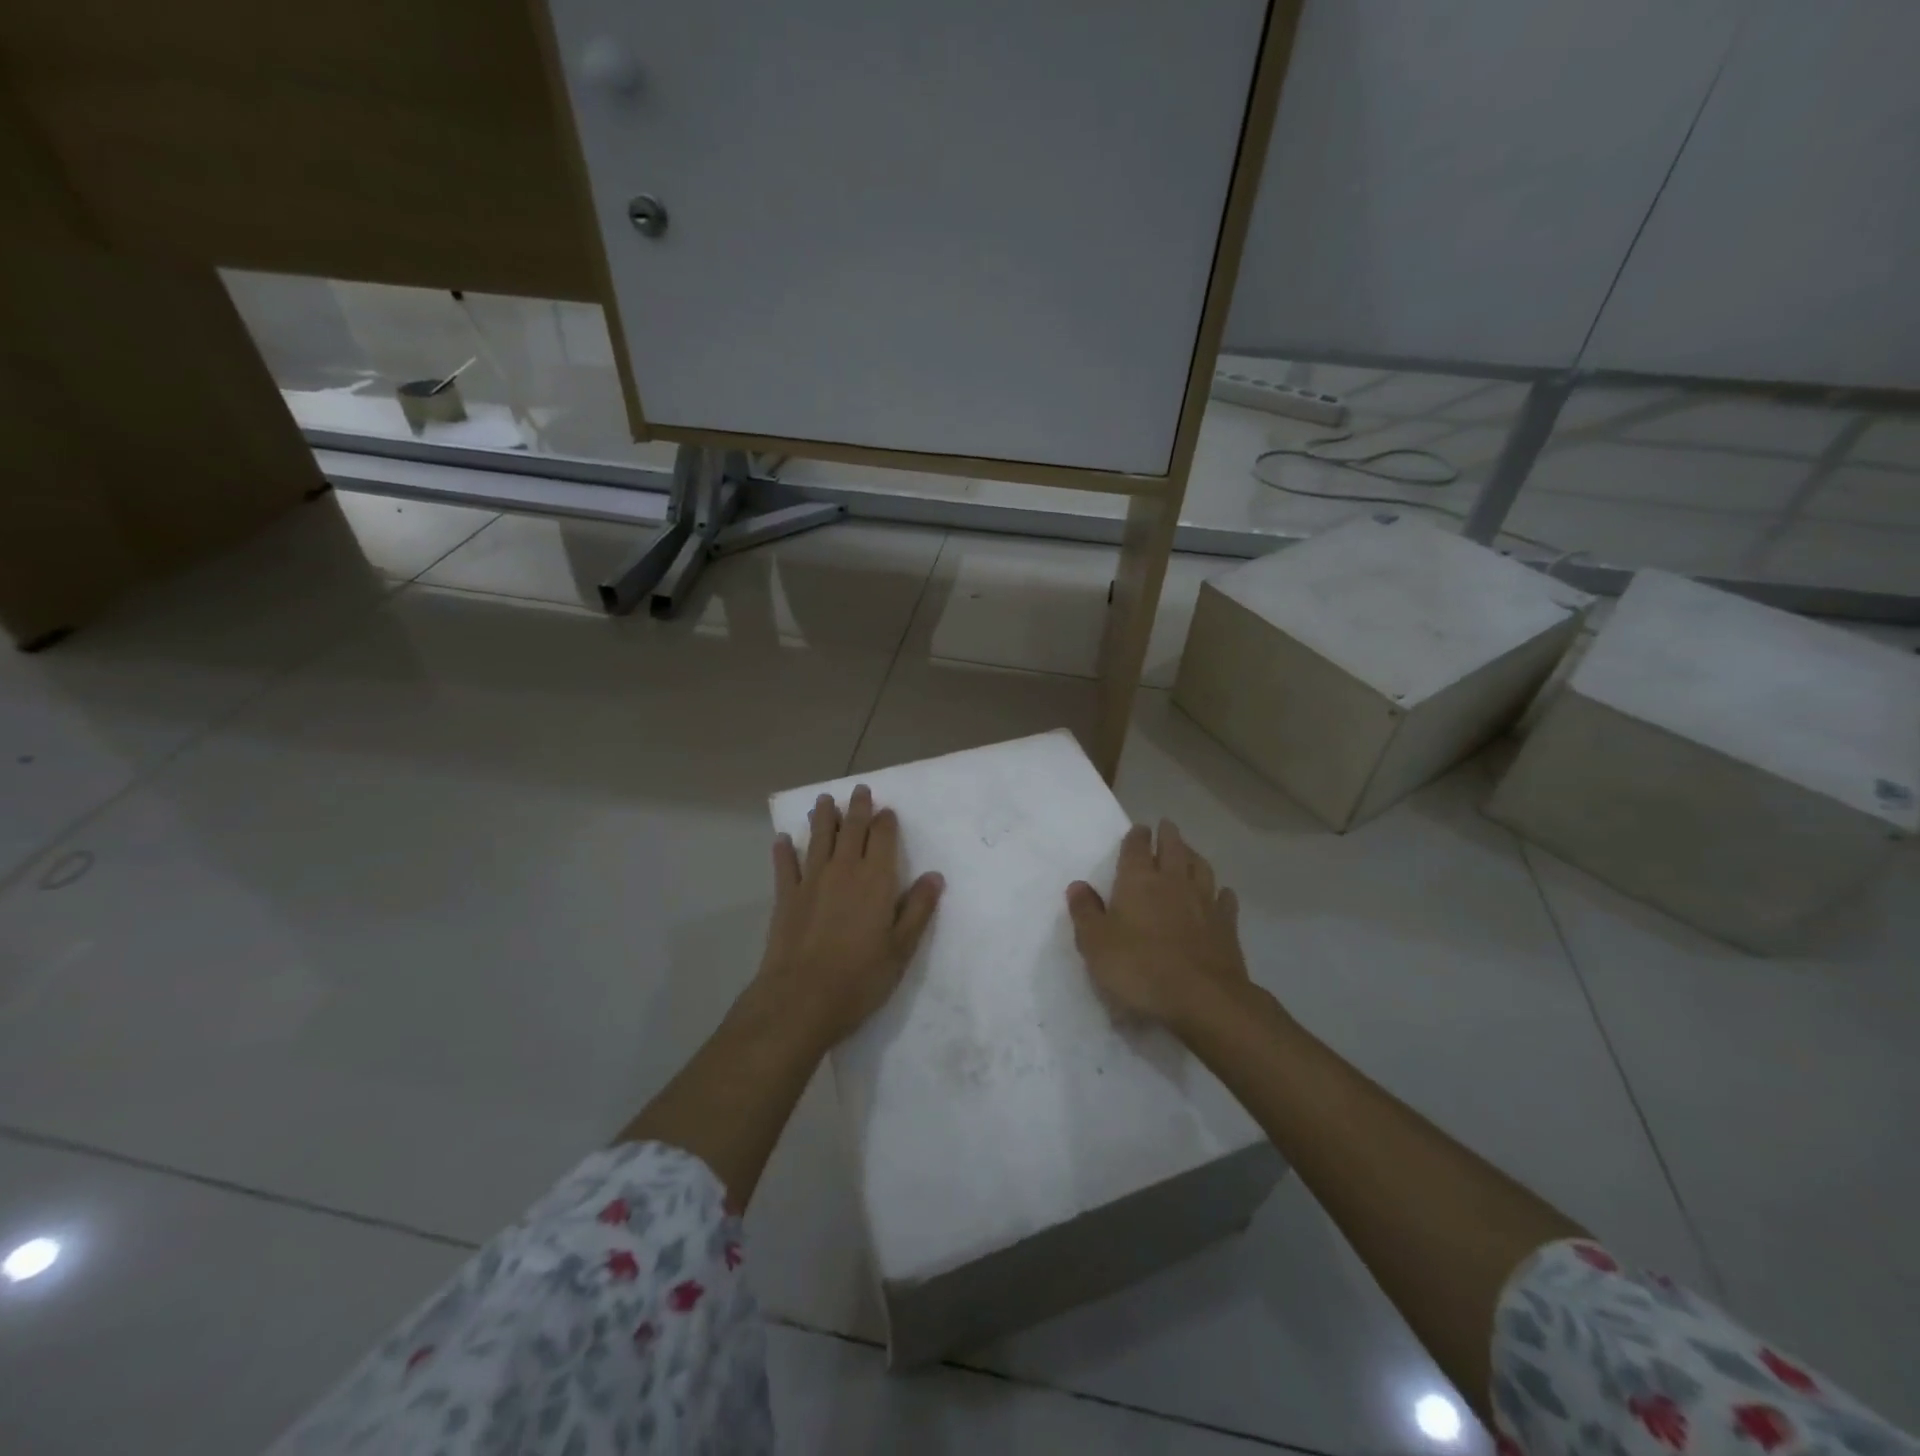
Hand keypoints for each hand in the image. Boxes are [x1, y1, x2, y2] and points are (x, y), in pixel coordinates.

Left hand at [757, 785, 944, 1048]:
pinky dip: (784, 851)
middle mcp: (843, 870)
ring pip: (818, 839)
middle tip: (859, 790)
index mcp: (876, 879)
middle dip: (857, 808)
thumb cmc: (860, 977)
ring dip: (822, 818)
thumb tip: (934, 876)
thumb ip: (918, 909)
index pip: (883, 837)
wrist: (801, 999)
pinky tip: (783, 840)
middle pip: (851, 829)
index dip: (886, 821)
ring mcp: (811, 881)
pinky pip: (785, 866)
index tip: (887, 811)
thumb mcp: (901, 948)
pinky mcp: (785, 897)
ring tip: (824, 801)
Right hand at [1066, 819, 1249, 1031]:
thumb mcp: (1096, 944)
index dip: (1136, 836)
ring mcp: (1204, 902)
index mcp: (1138, 881)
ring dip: (1194, 856)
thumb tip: (1078, 885)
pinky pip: (1225, 899)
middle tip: (1166, 825)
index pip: (1137, 847)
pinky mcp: (1227, 926)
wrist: (1202, 998)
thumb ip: (1085, 912)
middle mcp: (1173, 882)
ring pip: (1201, 868)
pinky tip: (1221, 893)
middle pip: (1173, 848)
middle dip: (1168, 835)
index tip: (1139, 828)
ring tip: (1190, 852)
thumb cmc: (1139, 968)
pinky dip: (1221, 892)